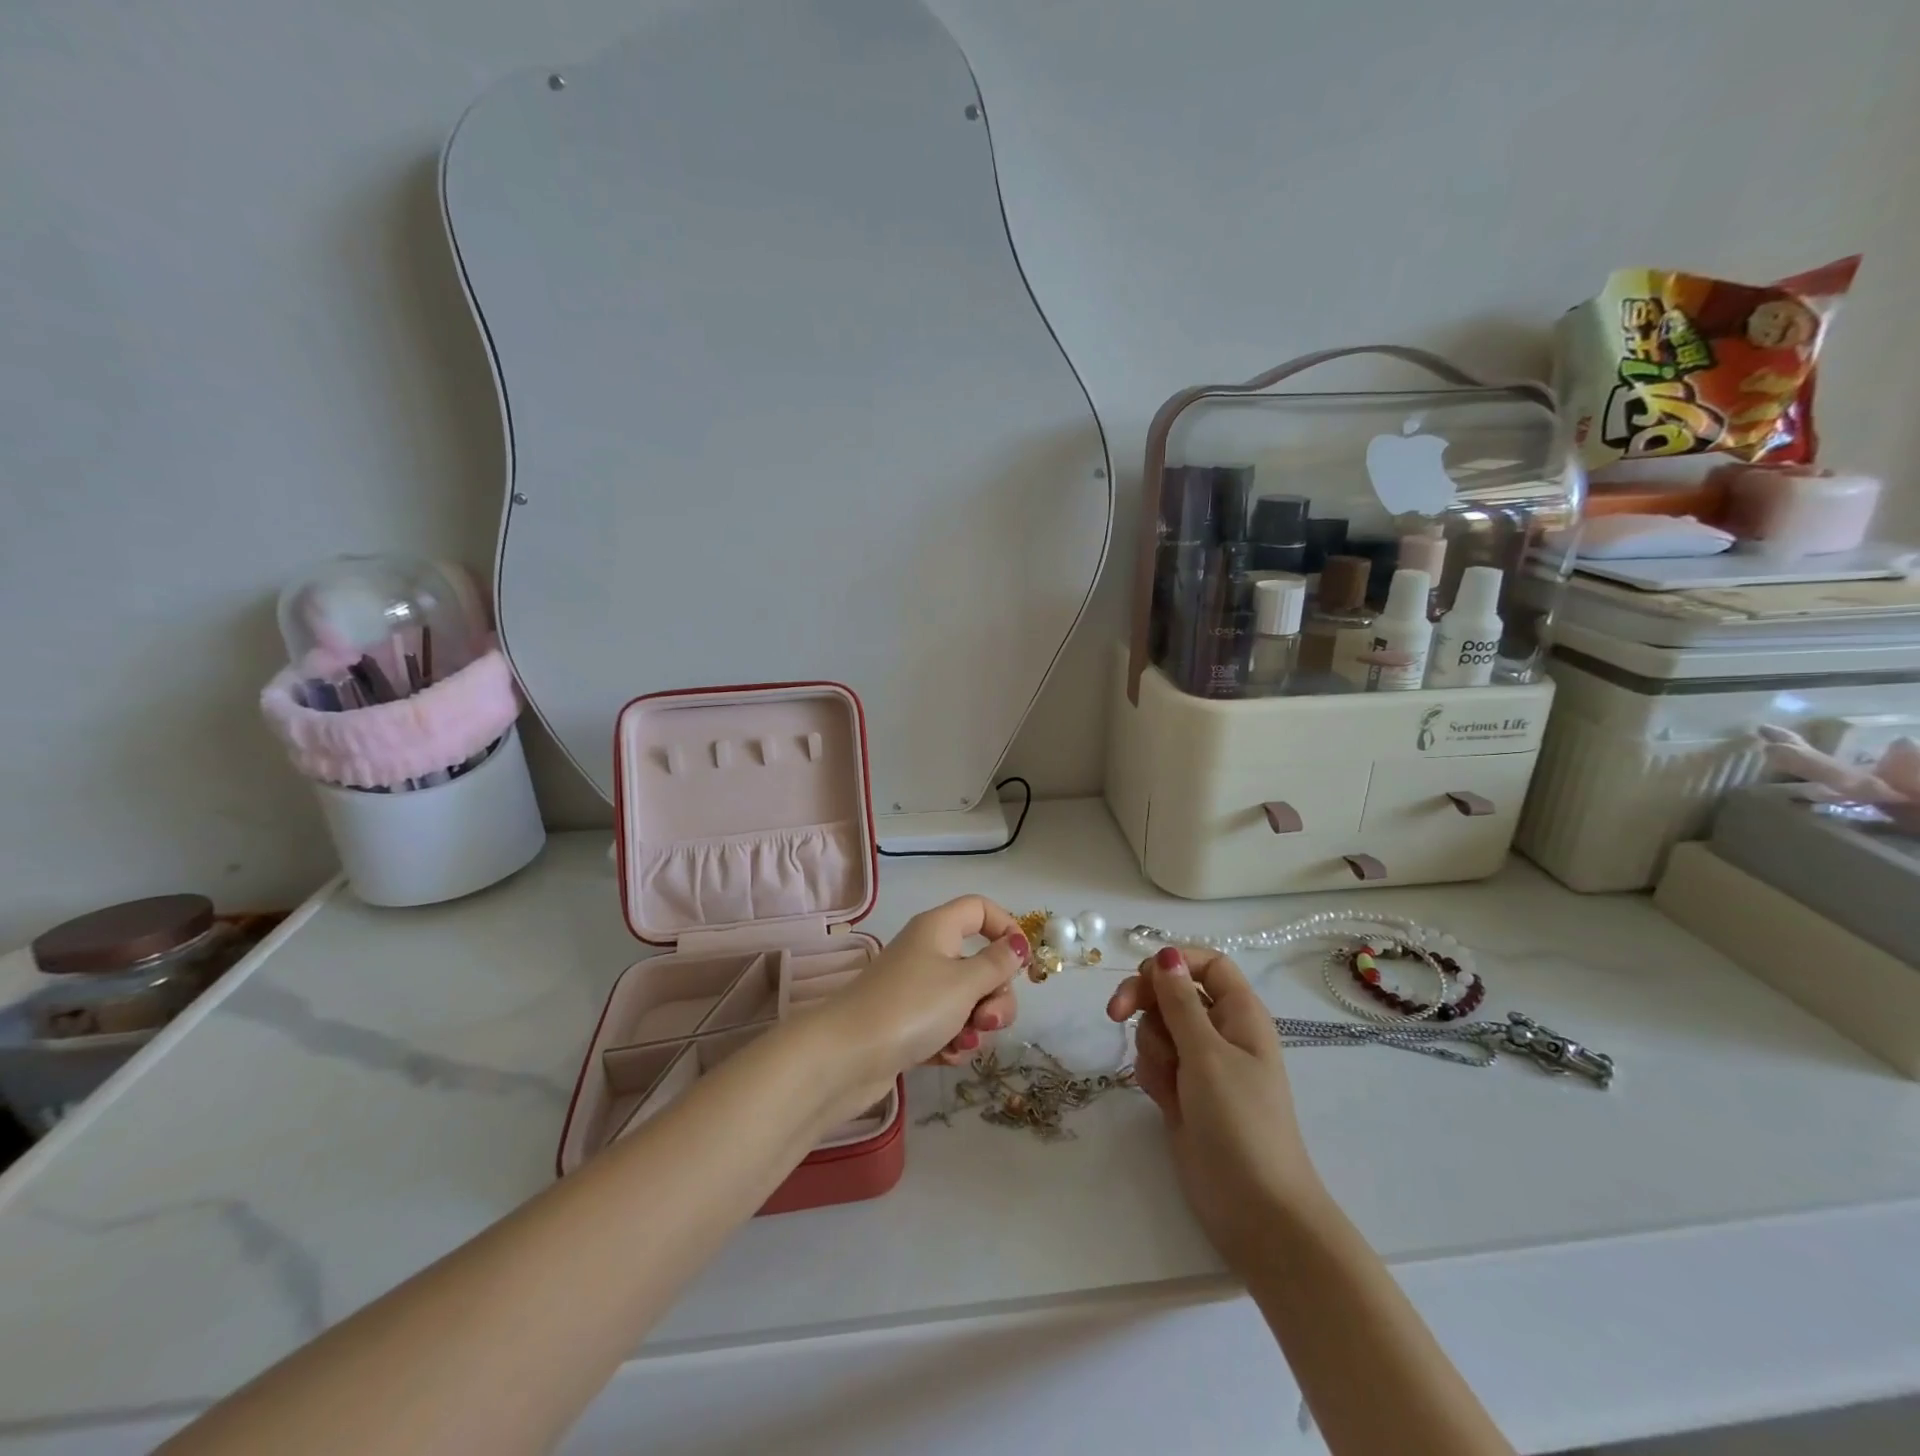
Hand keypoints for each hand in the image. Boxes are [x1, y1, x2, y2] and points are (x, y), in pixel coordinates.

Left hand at [819, 895, 1026, 1110]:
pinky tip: (946, 1056)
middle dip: (995, 995)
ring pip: (967, 999)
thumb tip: (1018, 945)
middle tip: (988, 1019)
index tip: (1023, 964)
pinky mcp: (909, 1024)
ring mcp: (917, 990)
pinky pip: (946, 1025)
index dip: (1006, 928)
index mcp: (939, 929)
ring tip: (963, 1043)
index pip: (980, 909)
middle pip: (980, 962)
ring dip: (976, 1024)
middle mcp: (928, 952)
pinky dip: (953, 1040)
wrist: (846, 1058)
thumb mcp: (964, 983)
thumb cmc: (911, 1008)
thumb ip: (998, 964)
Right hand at [1107, 947, 1324, 1268]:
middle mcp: (1220, 1032)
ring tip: (1169, 1081)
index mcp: (1240, 1014)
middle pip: (1171, 991)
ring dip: (1151, 1046)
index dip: (1175, 961)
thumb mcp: (1207, 1054)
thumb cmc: (1240, 1122)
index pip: (1207, 964)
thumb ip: (1179, 1002)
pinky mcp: (1182, 1092)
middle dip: (1143, 1000)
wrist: (1255, 1210)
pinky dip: (1152, 1074)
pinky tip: (1164, 1101)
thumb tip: (1165, 953)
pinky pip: (1154, 1061)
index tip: (1142, 974)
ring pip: (1157, 1027)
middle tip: (1114, 1013)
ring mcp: (1200, 1064)